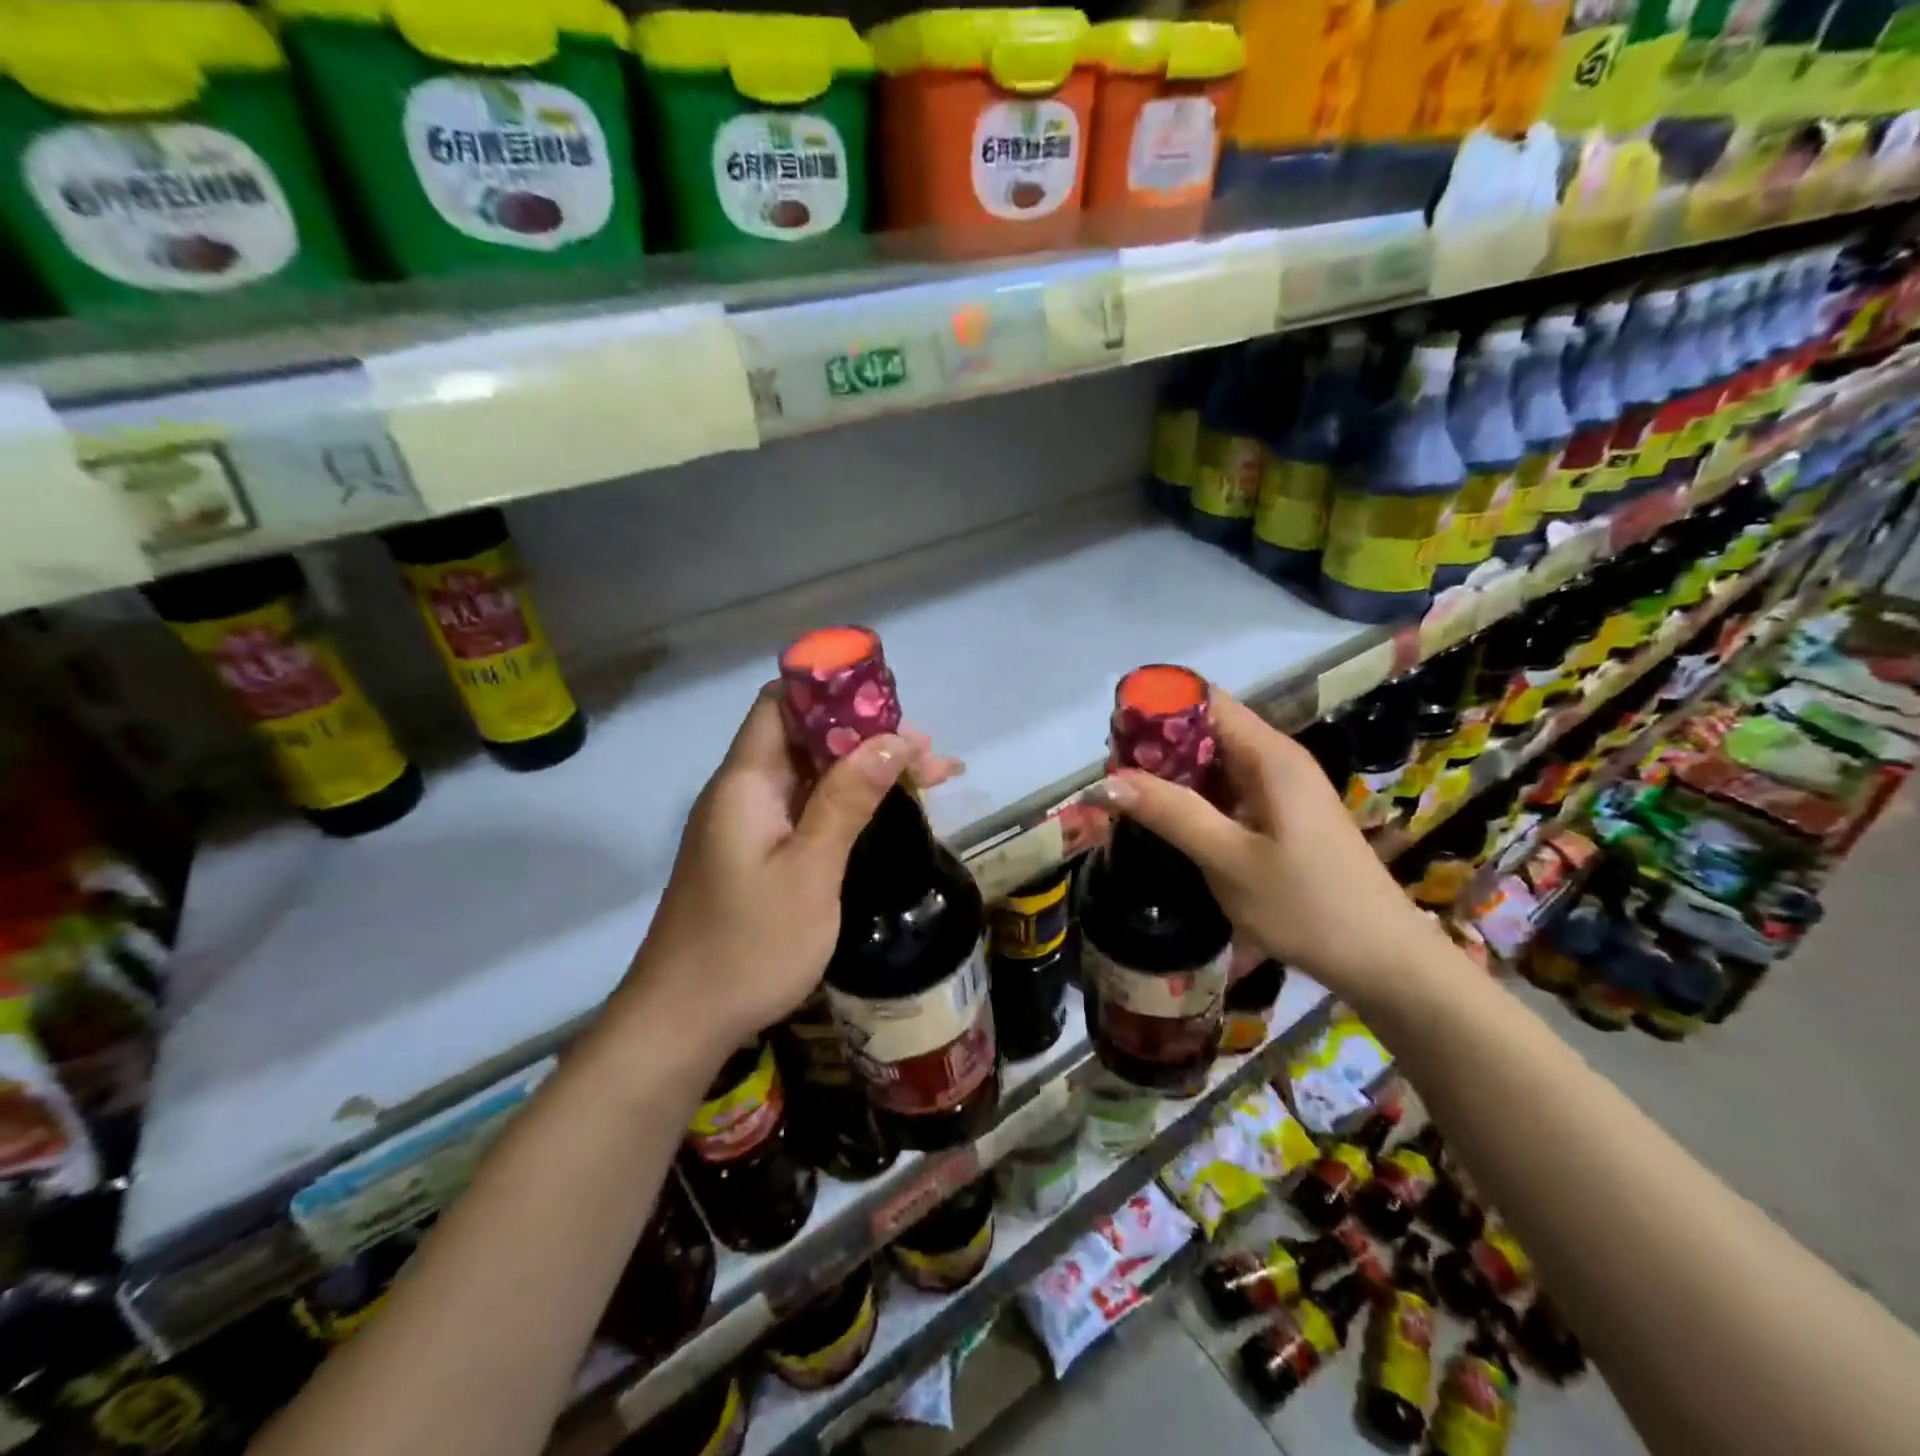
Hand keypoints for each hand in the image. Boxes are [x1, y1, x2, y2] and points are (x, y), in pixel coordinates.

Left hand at [614, 689, 957, 1060]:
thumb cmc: (749, 945)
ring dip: (864, 772)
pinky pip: (805, 810)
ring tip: (928, 778)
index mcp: (746, 782)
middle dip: (866, 737)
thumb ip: (847, 800)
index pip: (781, 703)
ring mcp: (747, 826)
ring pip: (810, 777)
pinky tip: (885, 814)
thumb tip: (891, 739)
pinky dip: (846, 804)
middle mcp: (742, 793)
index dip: (831, 691)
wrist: (682, 1022)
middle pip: (805, 739)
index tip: (889, 703)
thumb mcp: (809, 870)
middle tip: (928, 755)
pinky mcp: (754, 855)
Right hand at [1098, 691, 1443, 1009]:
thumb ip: (1170, 813)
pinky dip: (1195, 795)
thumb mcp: (1229, 860)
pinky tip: (1168, 819)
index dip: (1157, 708)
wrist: (1382, 960)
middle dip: (1157, 744)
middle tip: (1112, 775)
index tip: (1114, 735)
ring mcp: (1282, 787)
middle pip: (1207, 728)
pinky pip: (1229, 788)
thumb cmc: (1306, 906)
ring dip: (1173, 772)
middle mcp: (1276, 759)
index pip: (1204, 701)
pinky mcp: (1282, 814)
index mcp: (1269, 756)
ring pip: (1215, 760)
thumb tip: (1104, 780)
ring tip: (1128, 796)